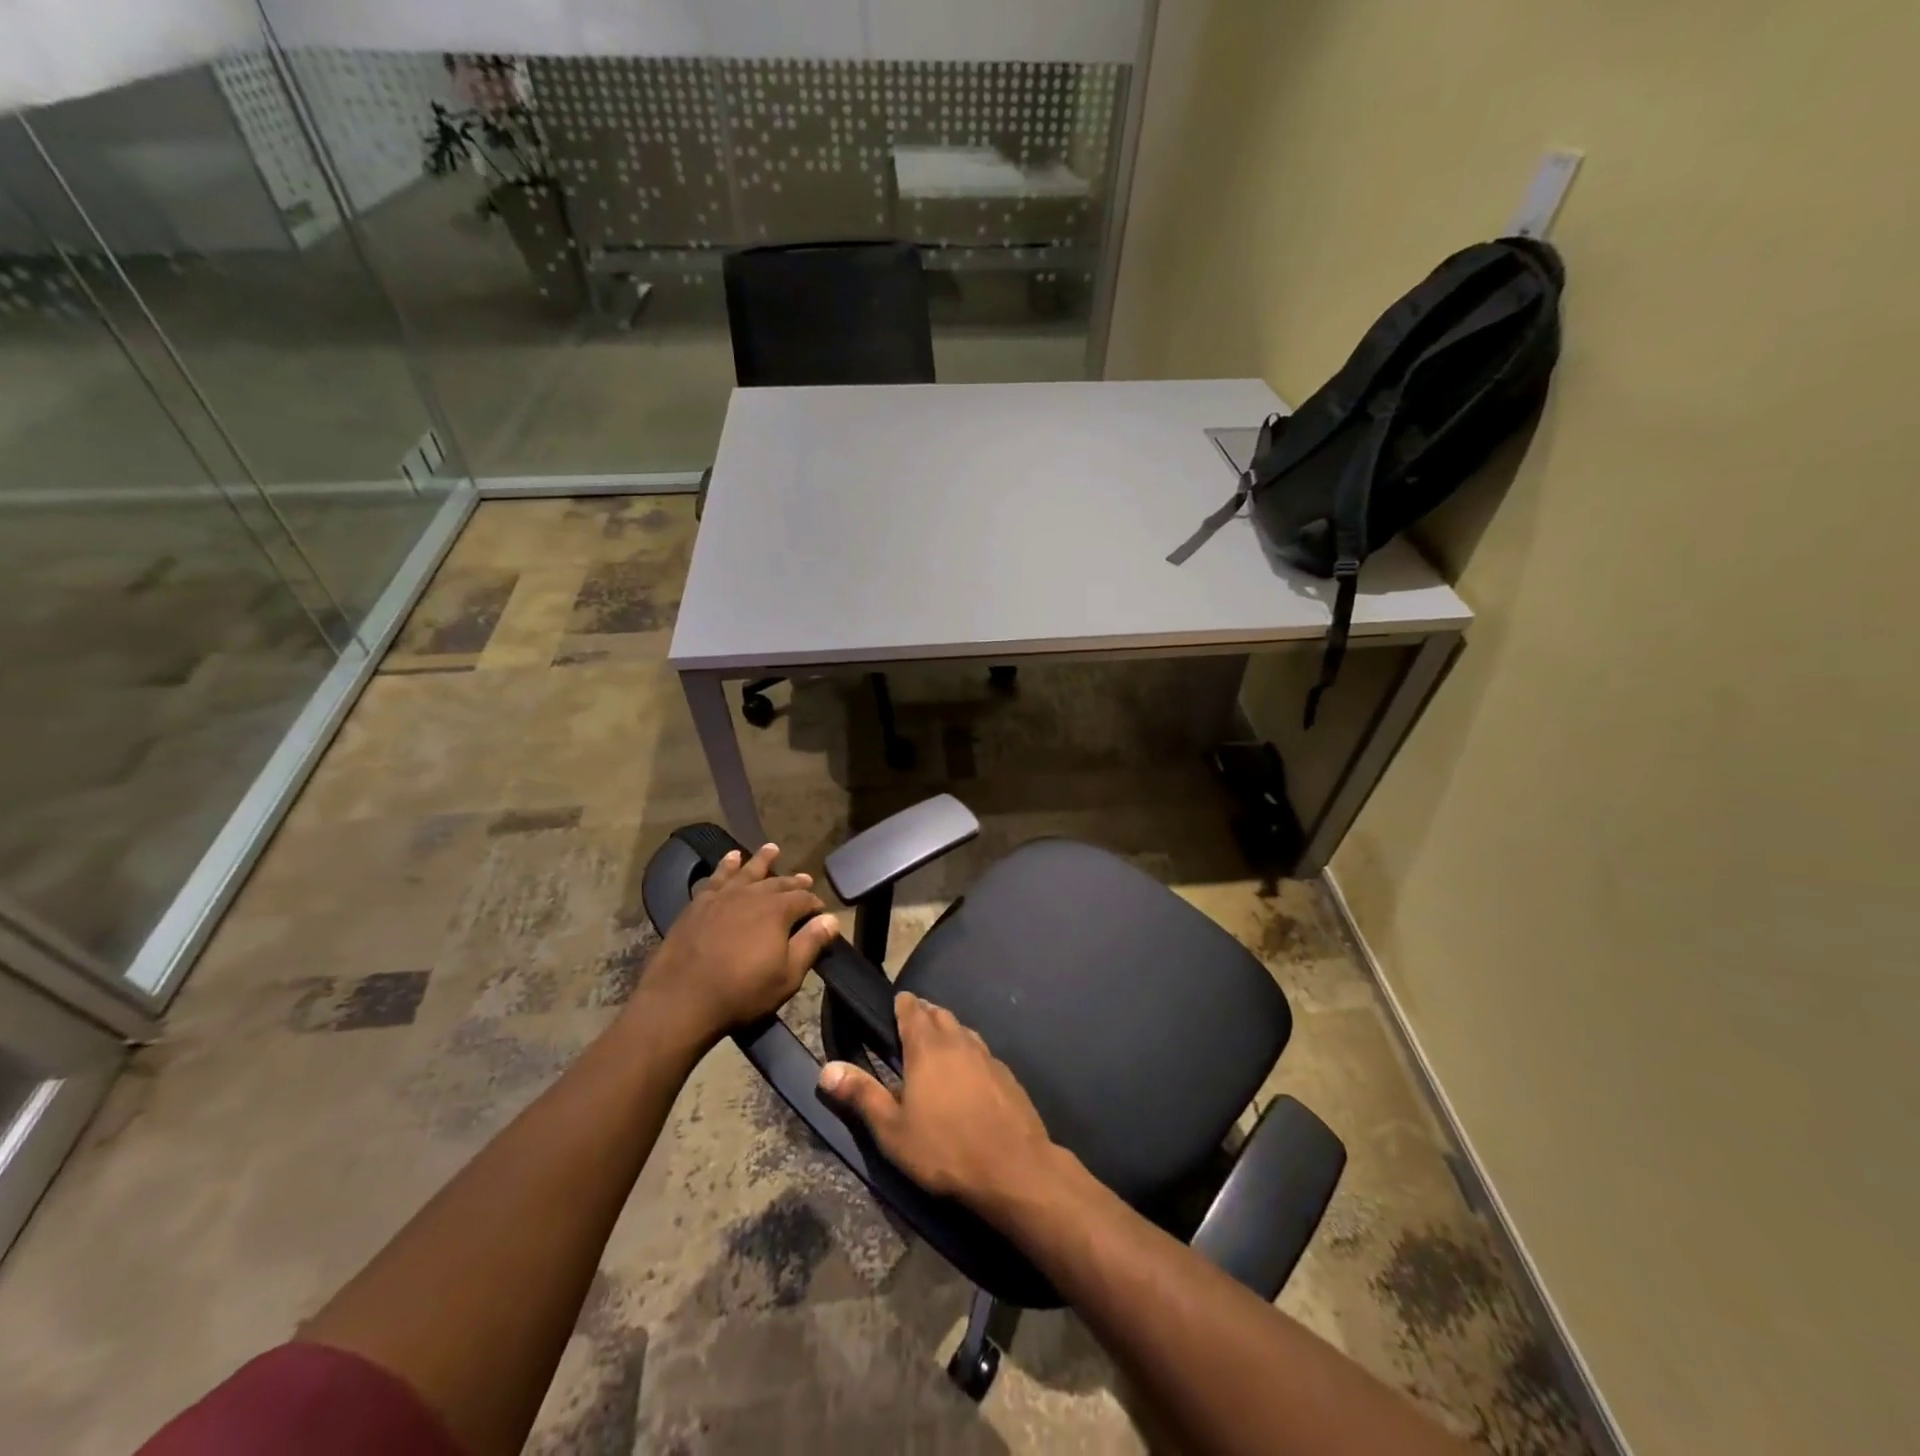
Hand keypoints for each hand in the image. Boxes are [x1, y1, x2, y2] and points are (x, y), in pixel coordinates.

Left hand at [637, 844, 838, 1052]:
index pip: (804, 899)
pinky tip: (730, 859)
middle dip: (793, 881)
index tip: (820, 912)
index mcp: (777, 910)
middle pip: (778, 882)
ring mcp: (722, 896)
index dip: (815, 904)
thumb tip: (831, 919)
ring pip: (747, 871)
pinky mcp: (698, 904)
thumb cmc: (742, 992)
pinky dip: (725, 866)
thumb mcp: (787, 976)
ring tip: (771, 848)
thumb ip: (810, 944)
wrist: (682, 999)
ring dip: (761, 860)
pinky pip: (715, 878)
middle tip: (804, 878)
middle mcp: (752, 895)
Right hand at [817, 991, 1057, 1212]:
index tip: (893, 1006)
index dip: (901, 1004)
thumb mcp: (893, 1130)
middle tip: (910, 1027)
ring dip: (948, 1031)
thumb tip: (826, 1069)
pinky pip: (982, 1051)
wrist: (1013, 1168)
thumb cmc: (945, 1150)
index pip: (912, 1009)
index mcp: (928, 1047)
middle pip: (939, 1014)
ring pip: (963, 1030)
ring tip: (936, 1047)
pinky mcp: (1007, 1074)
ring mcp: (987, 1055)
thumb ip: (862, 1095)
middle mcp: (959, 1040)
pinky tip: (967, 1075)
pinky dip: (969, 1053)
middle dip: (924, 1014)